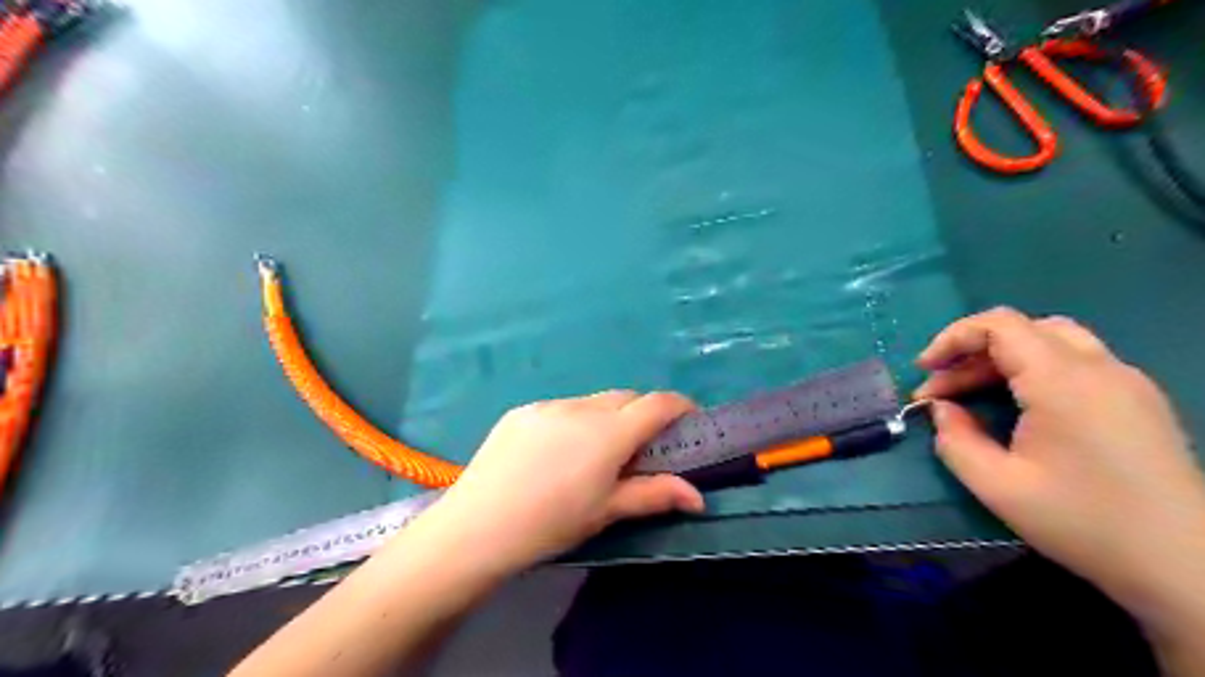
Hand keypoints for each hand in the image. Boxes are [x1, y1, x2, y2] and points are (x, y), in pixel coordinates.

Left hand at [420, 392, 706, 575]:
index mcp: (609, 432)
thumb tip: (698, 498)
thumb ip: (655, 495)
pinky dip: (574, 421)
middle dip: (642, 413)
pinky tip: (556, 453)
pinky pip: (561, 408)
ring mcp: (548, 405)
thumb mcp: (607, 511)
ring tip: (594, 453)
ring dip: (606, 417)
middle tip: (641, 446)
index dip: (680, 406)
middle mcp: (581, 407)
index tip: (690, 419)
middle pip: (626, 398)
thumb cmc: (551, 523)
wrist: (477, 527)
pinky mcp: (522, 410)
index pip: (657, 404)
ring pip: (593, 401)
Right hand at [914, 307, 1204, 623]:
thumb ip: (955, 439)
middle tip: (942, 391)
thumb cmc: (1084, 522)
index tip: (923, 371)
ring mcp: (1126, 381)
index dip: (952, 338)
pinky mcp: (1139, 400)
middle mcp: (1099, 368)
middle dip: (972, 352)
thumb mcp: (997, 486)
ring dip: (1003, 359)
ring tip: (974, 395)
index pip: (999, 325)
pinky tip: (1021, 407)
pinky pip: (1077, 362)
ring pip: (1052, 340)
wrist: (1185, 565)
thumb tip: (942, 409)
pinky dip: (1034, 370)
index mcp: (1063, 381)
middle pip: (1023, 329)